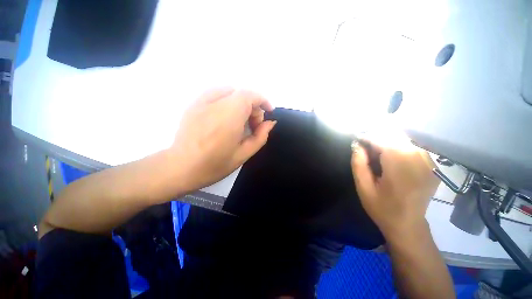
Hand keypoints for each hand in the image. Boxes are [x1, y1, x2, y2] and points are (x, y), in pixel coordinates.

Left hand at [170, 88, 275, 192]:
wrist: (181, 167)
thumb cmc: (215, 165)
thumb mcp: (243, 154)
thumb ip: (260, 136)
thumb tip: (270, 123)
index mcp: (230, 117)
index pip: (250, 96)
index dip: (263, 101)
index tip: (268, 112)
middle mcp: (216, 104)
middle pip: (242, 94)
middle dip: (253, 107)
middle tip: (253, 125)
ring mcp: (202, 102)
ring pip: (230, 92)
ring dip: (241, 103)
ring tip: (240, 121)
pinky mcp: (194, 104)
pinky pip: (216, 93)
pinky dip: (227, 100)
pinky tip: (226, 115)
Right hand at [351, 130, 439, 238]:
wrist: (408, 225)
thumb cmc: (382, 208)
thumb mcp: (363, 187)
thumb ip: (358, 164)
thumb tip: (357, 145)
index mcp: (400, 168)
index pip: (384, 140)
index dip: (368, 137)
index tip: (357, 140)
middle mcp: (419, 161)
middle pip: (396, 136)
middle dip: (378, 138)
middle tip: (366, 149)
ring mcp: (429, 162)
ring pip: (404, 139)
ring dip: (387, 142)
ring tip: (376, 154)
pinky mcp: (432, 165)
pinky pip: (413, 147)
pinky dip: (398, 147)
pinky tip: (390, 158)